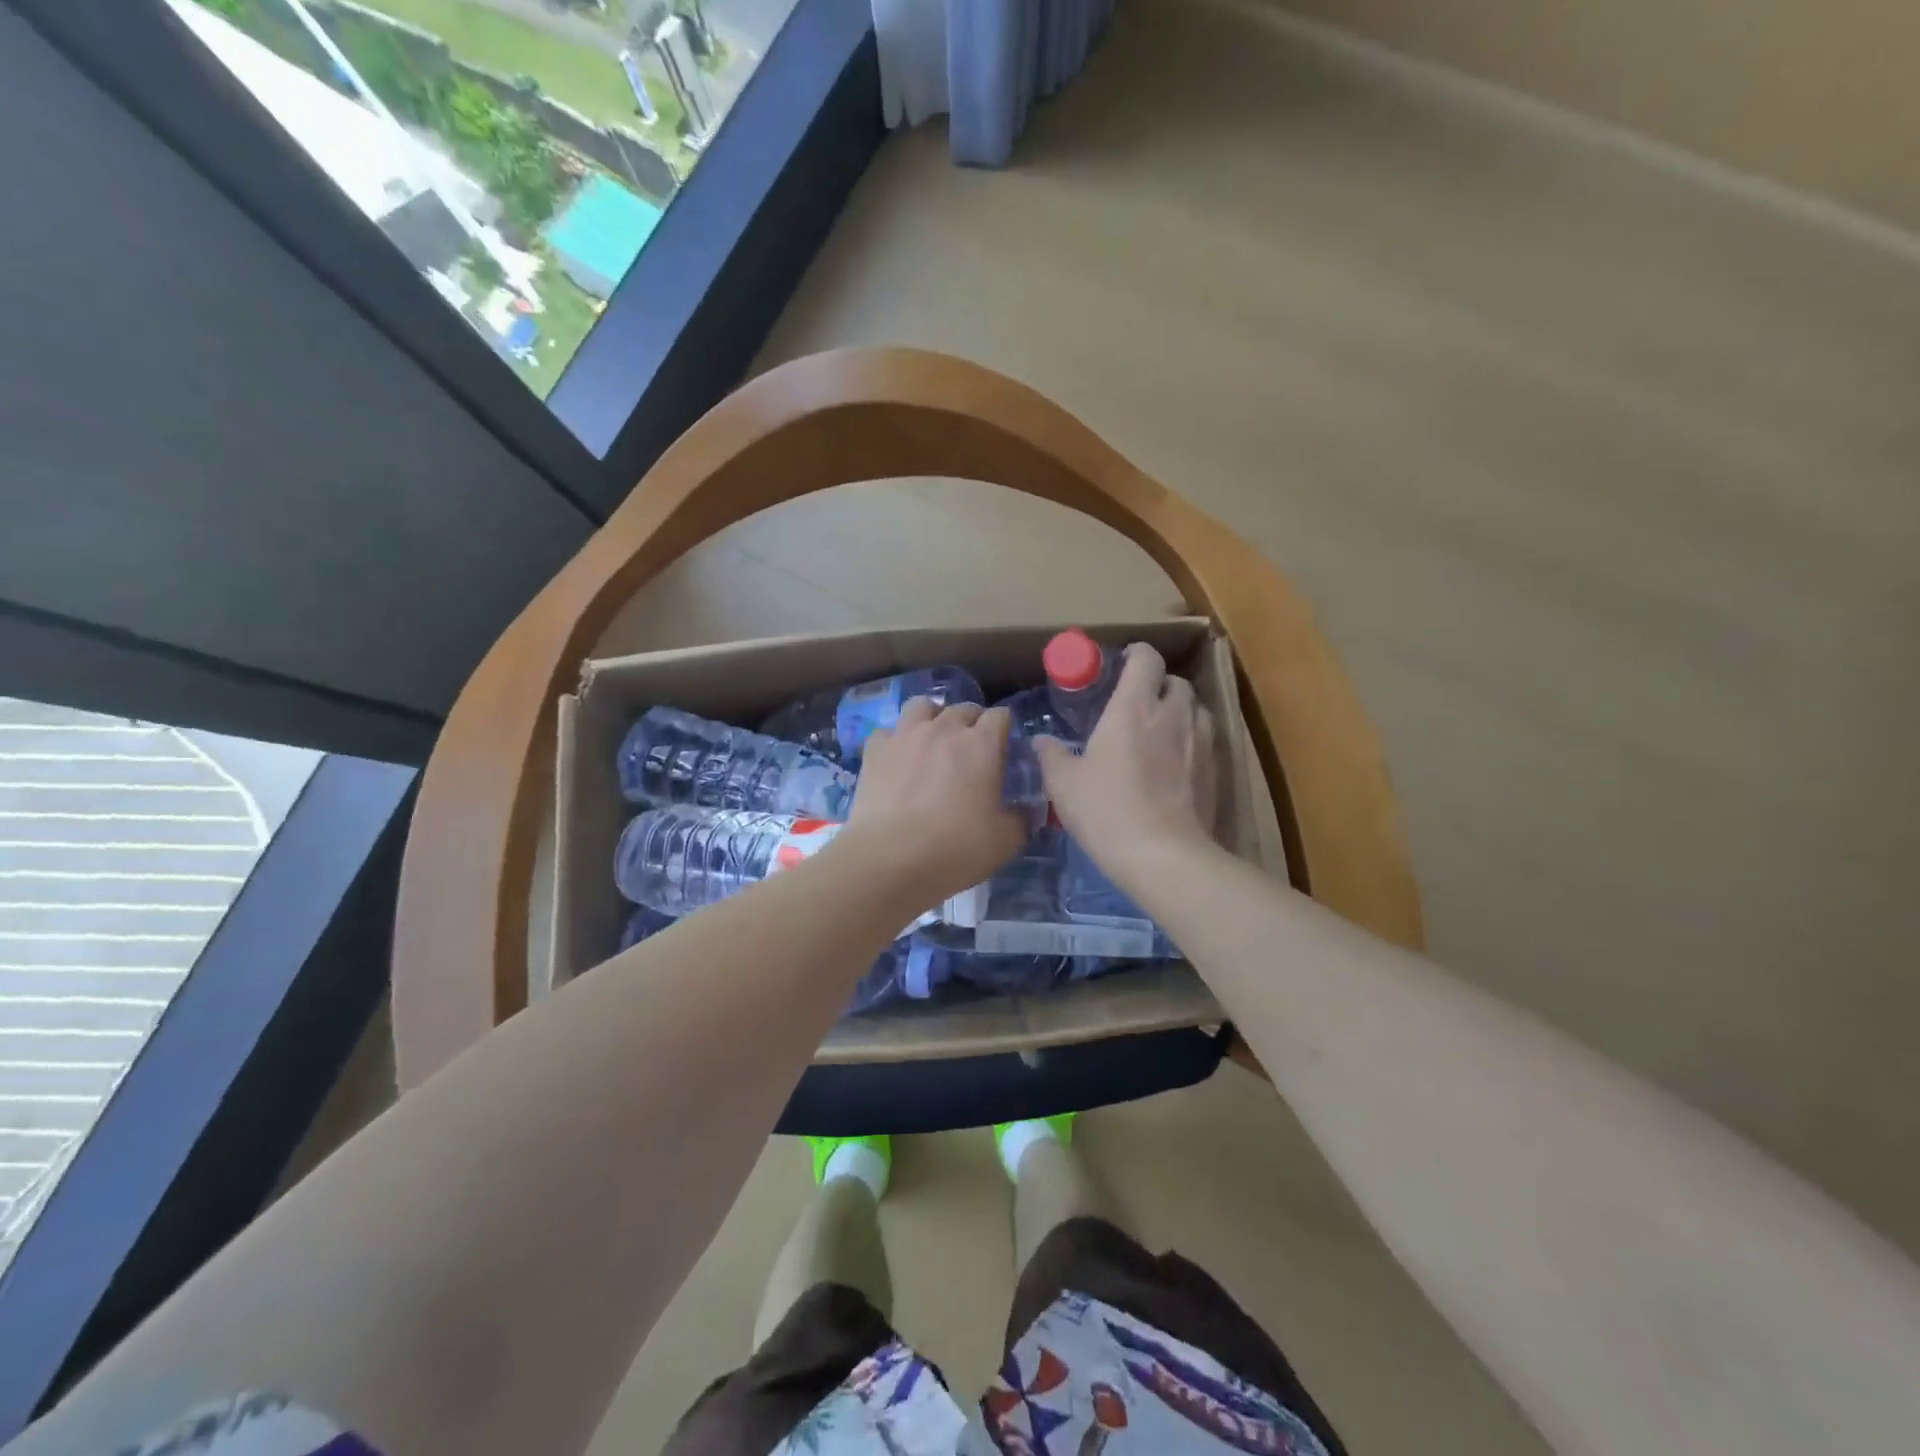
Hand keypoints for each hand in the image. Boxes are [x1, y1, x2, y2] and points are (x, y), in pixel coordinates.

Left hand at [841, 699, 1026, 908]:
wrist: (889, 859)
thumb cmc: (955, 848)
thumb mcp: (1005, 842)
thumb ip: (1020, 819)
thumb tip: (1024, 810)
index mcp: (982, 744)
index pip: (1000, 716)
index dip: (1004, 729)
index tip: (1004, 749)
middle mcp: (944, 729)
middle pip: (963, 708)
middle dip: (972, 723)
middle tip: (971, 750)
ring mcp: (905, 735)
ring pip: (922, 706)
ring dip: (932, 718)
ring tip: (933, 741)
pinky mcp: (874, 750)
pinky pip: (888, 732)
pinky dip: (895, 741)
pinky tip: (897, 761)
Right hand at [1035, 643, 1218, 885]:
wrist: (1163, 856)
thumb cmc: (1106, 809)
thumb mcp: (1063, 784)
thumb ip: (1051, 756)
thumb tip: (1041, 741)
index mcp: (1133, 707)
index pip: (1146, 658)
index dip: (1136, 654)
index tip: (1122, 663)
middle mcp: (1172, 714)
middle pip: (1175, 681)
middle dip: (1159, 685)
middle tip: (1138, 703)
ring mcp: (1200, 742)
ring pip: (1196, 709)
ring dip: (1179, 711)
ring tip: (1160, 731)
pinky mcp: (1215, 771)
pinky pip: (1206, 740)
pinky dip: (1191, 741)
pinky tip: (1175, 764)